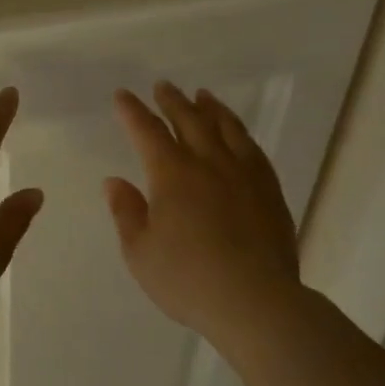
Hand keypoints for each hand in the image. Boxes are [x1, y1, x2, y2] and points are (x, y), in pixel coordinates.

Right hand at [105, 82, 302, 349]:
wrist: (253, 300)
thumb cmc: (186, 279)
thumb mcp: (140, 252)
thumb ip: (127, 212)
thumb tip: (115, 181)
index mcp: (172, 175)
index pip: (148, 132)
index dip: (133, 112)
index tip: (123, 95)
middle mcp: (209, 164)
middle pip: (190, 121)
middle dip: (173, 101)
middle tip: (163, 86)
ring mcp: (244, 174)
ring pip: (227, 128)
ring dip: (211, 108)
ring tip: (203, 96)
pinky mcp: (269, 191)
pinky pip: (253, 149)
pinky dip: (240, 133)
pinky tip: (238, 135)